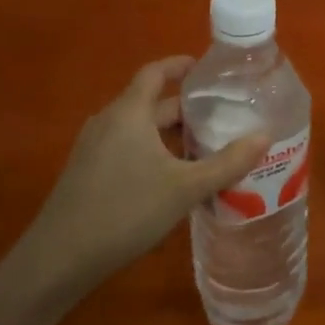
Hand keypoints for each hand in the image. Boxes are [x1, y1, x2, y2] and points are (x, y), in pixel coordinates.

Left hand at [26, 56, 269, 287]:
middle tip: (221, 116)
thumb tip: (265, 137)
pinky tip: (172, 179)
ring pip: (138, 129)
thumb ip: (227, 162)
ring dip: (169, 134)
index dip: (180, 65)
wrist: (58, 259)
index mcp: (129, 112)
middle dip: (185, 109)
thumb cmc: (125, 211)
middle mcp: (108, 121)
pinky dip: (151, 151)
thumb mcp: (185, 188)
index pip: (155, 72)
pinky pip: (126, 148)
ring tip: (204, 147)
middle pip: (150, 103)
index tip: (206, 68)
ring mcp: (93, 148)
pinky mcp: (86, 173)